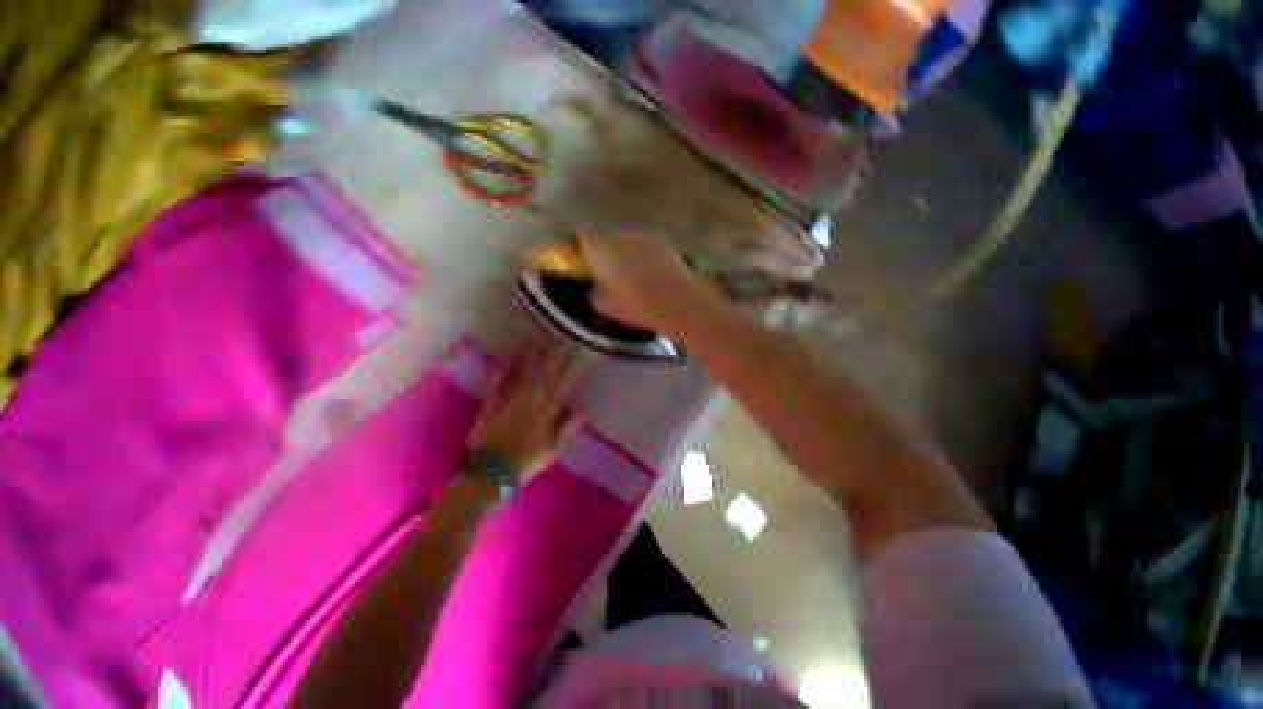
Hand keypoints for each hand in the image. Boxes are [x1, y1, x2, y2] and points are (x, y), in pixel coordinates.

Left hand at [466, 334, 579, 483]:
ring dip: (533, 352)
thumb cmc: (524, 463)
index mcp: (546, 414)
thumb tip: (580, 413)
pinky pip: (501, 379)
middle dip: (553, 352)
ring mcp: (511, 399)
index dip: (570, 367)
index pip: (561, 385)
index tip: (576, 351)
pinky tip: (512, 349)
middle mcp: (530, 401)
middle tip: (559, 333)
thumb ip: (565, 431)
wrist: (490, 473)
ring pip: (525, 371)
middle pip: (544, 372)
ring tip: (540, 334)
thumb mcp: (551, 452)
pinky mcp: (493, 400)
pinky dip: (507, 364)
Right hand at [577, 231, 718, 332]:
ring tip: (632, 272)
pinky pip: (644, 244)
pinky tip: (650, 271)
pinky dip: (643, 253)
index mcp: (600, 249)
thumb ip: (595, 292)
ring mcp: (643, 235)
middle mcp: (619, 235)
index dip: (580, 247)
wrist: (677, 301)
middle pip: (605, 236)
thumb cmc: (636, 305)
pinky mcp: (662, 241)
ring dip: (624, 250)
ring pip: (626, 239)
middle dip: (603, 249)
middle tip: (607, 270)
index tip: (582, 261)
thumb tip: (595, 288)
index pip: (581, 236)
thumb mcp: (606, 306)